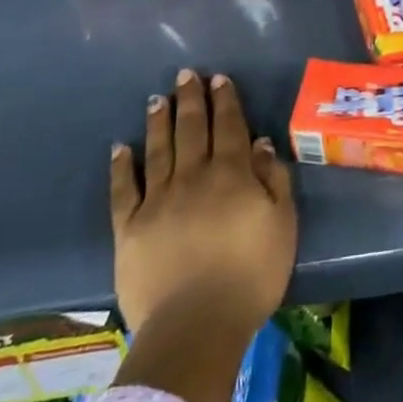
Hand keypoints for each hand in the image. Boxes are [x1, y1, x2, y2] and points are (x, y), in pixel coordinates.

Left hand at [110, 69, 296, 339]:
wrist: (196, 326)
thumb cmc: (251, 276)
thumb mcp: (282, 225)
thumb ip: (273, 180)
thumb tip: (260, 144)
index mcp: (231, 175)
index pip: (229, 127)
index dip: (225, 101)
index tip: (219, 79)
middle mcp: (193, 177)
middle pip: (192, 130)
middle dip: (190, 100)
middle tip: (185, 75)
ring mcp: (158, 201)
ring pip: (159, 150)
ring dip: (158, 122)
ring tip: (156, 99)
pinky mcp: (130, 229)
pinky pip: (124, 190)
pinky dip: (122, 167)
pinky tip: (120, 148)